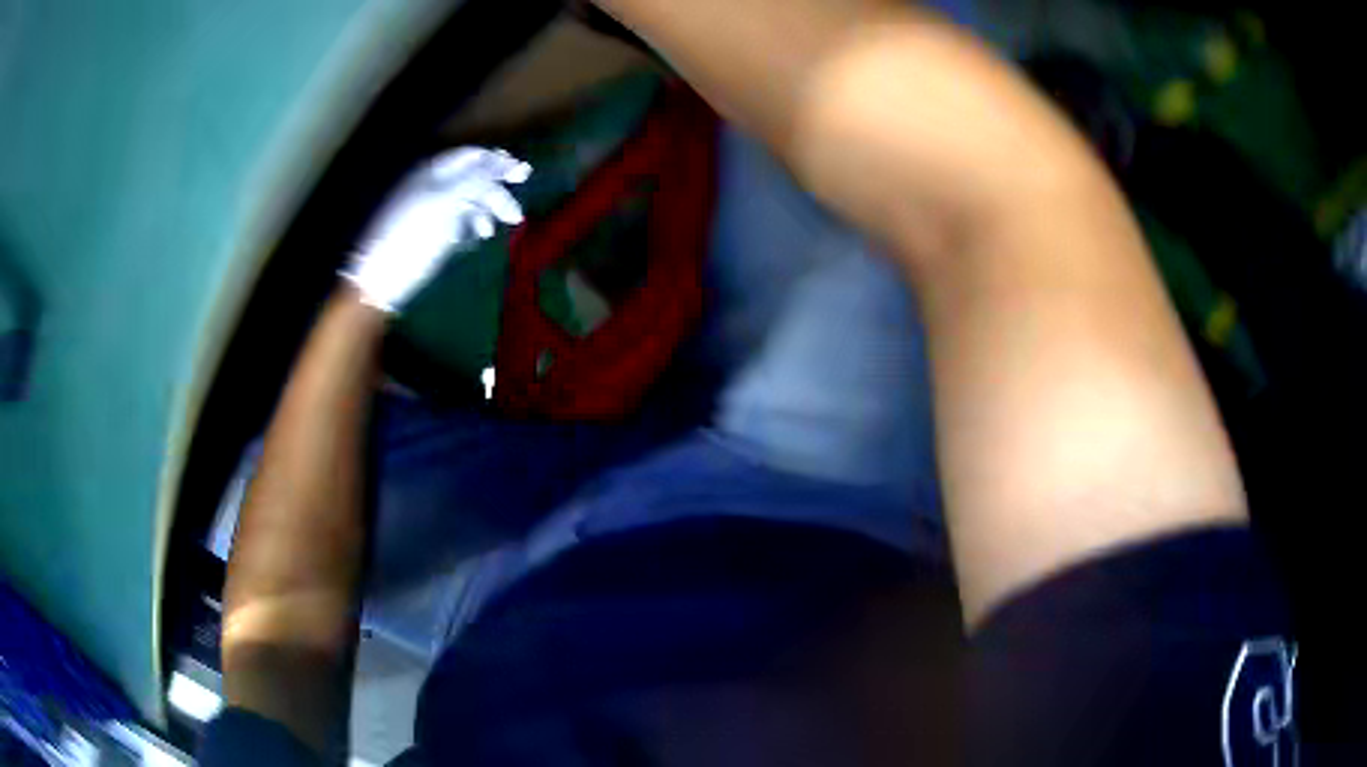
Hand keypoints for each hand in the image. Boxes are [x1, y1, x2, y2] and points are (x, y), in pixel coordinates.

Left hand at [341, 147, 531, 311]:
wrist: (380, 279)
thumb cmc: (413, 235)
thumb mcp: (448, 201)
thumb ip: (478, 179)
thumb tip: (507, 161)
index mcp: (433, 171)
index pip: (473, 156)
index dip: (499, 163)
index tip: (524, 175)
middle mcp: (431, 184)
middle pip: (473, 178)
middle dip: (495, 193)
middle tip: (514, 216)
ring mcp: (430, 208)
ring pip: (467, 200)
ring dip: (485, 212)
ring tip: (492, 232)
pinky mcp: (430, 231)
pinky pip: (457, 219)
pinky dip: (471, 225)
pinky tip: (477, 238)